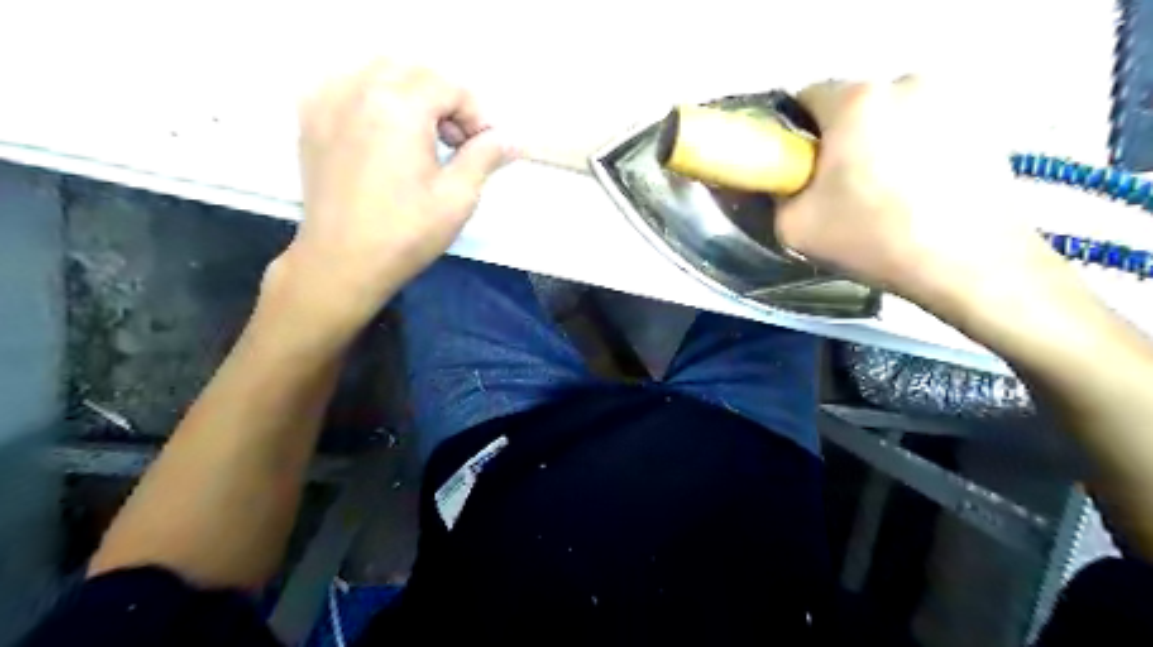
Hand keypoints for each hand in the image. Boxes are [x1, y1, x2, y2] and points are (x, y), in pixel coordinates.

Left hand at [272, 59, 509, 327]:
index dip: (475, 114)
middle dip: (444, 99)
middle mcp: (359, 90)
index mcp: (398, 107)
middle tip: (457, 141)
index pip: (448, 86)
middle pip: (414, 71)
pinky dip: (373, 95)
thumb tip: (512, 139)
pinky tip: (384, 130)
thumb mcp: (458, 197)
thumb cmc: (406, 233)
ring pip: (378, 70)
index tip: (484, 147)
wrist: (342, 262)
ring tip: (423, 136)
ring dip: (410, 93)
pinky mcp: (311, 119)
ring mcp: (328, 101)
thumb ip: (485, 157)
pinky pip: (346, 84)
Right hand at [768, 79, 1066, 316]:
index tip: (799, 169)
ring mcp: (951, 98)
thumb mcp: (794, 227)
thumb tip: (785, 182)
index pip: (806, 98)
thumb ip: (777, 194)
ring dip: (880, 143)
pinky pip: (927, 128)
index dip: (795, 135)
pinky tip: (919, 191)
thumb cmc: (873, 239)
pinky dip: (915, 150)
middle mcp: (906, 82)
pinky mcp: (983, 121)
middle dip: (841, 139)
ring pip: (892, 117)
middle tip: (841, 187)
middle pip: (853, 106)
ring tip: (885, 192)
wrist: (968, 264)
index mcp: (856, 101)